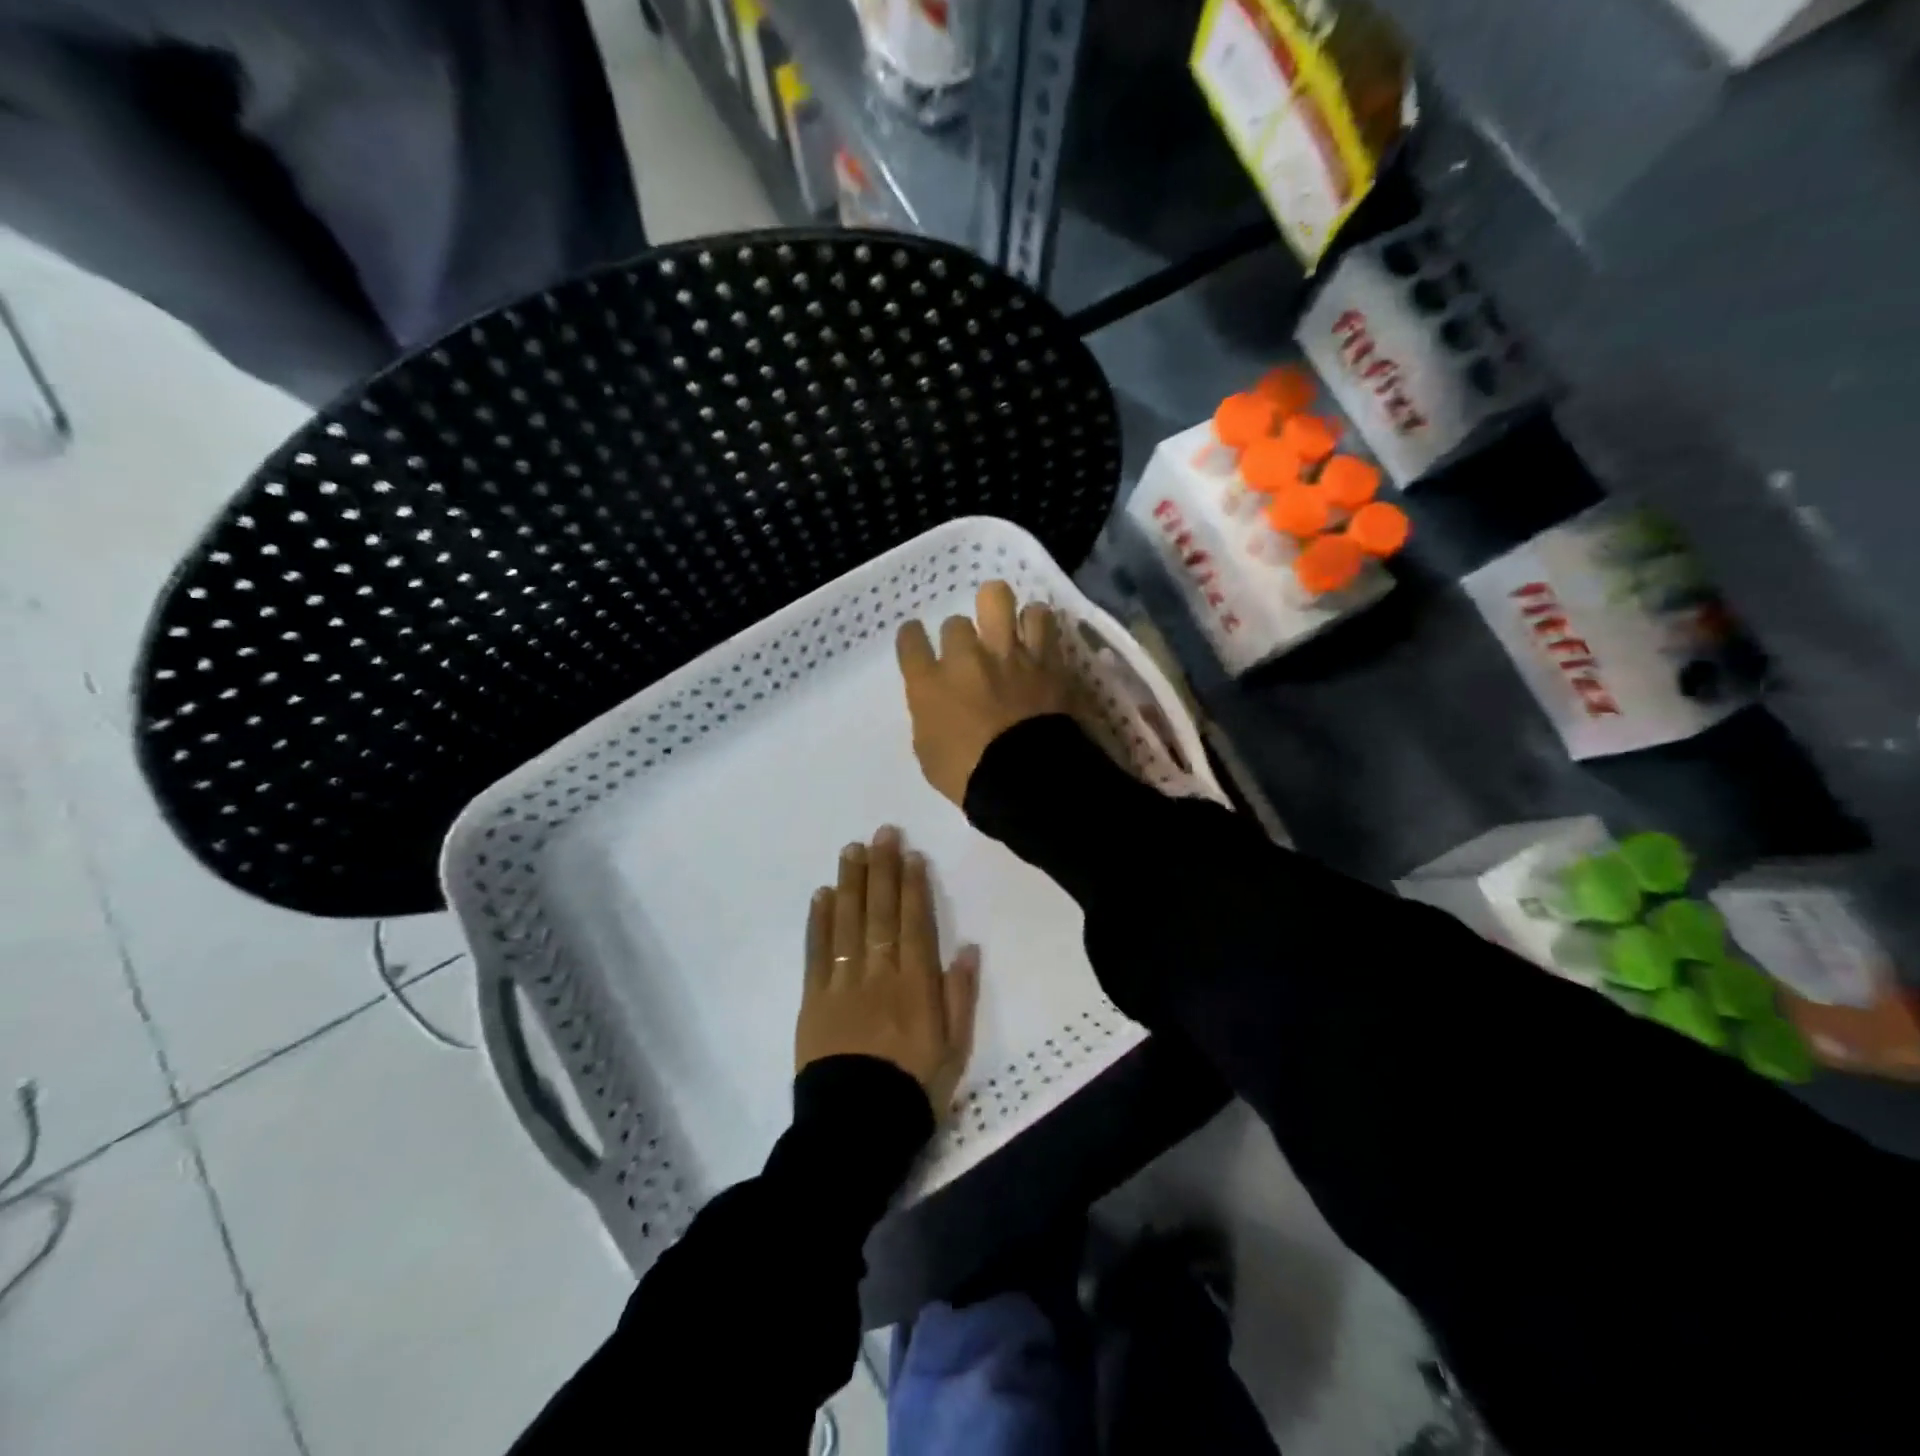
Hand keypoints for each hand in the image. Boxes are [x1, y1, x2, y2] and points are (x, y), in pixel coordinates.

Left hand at [796, 826, 980, 1115]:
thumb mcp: (955, 1050)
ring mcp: (843, 984)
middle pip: (880, 914)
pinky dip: (819, 922)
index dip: (913, 886)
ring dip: (850, 883)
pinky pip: (816, 953)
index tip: (910, 853)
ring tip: (851, 850)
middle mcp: (879, 974)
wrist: (857, 1128)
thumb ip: (960, 996)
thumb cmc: (914, 1089)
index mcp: (916, 985)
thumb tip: (967, 947)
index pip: (915, 924)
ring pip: (848, 924)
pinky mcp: (813, 1000)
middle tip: (881, 833)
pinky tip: (822, 895)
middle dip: (882, 870)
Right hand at [896, 581, 1074, 806]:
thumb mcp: (929, 752)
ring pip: (998, 599)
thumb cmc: (967, 776)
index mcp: (929, 684)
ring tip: (1008, 632)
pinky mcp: (1044, 657)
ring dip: (1001, 614)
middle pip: (955, 622)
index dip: (913, 637)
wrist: (1024, 779)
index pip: (910, 639)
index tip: (918, 641)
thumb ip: (929, 718)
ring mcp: (1007, 653)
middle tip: (971, 654)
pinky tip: (1037, 637)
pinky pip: (1041, 618)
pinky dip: (1038, 624)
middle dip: (961, 636)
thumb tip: (938, 706)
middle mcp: (965, 658)